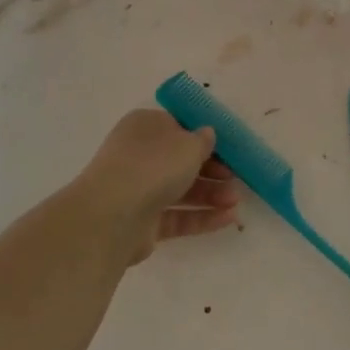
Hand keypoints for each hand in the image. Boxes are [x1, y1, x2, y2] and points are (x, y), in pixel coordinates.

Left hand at [74, 109, 239, 265]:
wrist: (113, 216)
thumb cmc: (153, 165)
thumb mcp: (189, 144)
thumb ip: (203, 140)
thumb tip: (206, 135)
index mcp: (146, 126)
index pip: (178, 127)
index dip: (204, 137)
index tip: (228, 148)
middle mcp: (139, 156)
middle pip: (181, 161)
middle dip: (212, 170)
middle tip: (235, 178)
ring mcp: (139, 190)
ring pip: (181, 190)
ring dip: (211, 194)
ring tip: (236, 202)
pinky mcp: (143, 223)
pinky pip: (178, 216)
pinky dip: (202, 217)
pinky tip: (229, 219)